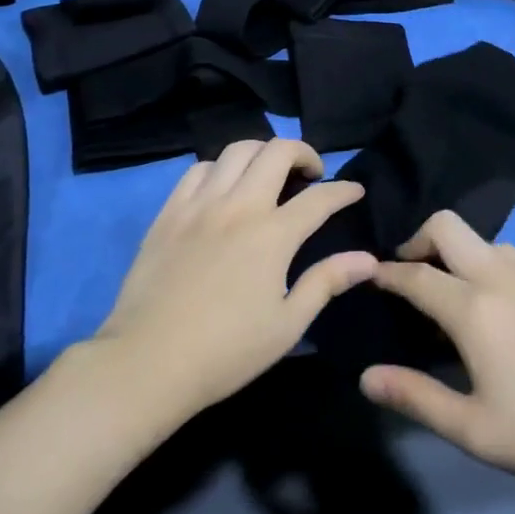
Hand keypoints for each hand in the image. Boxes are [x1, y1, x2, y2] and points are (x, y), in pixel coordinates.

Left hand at [89, 139, 375, 418]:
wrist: (146, 363)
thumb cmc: (225, 352)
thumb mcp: (287, 325)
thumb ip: (326, 282)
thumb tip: (368, 259)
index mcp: (273, 235)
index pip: (320, 198)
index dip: (344, 190)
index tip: (355, 191)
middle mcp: (239, 206)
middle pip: (277, 152)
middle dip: (303, 153)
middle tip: (311, 174)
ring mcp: (200, 204)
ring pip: (237, 150)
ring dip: (262, 153)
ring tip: (269, 174)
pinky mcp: (169, 211)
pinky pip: (199, 169)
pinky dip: (220, 168)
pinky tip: (224, 188)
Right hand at [359, 211, 514, 493]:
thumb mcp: (473, 428)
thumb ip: (415, 397)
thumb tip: (365, 376)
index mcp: (473, 308)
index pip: (416, 275)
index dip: (387, 273)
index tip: (368, 274)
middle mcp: (499, 275)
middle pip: (446, 226)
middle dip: (417, 240)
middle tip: (407, 274)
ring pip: (479, 238)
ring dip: (454, 252)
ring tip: (449, 295)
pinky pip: (507, 253)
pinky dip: (483, 262)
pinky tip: (493, 304)